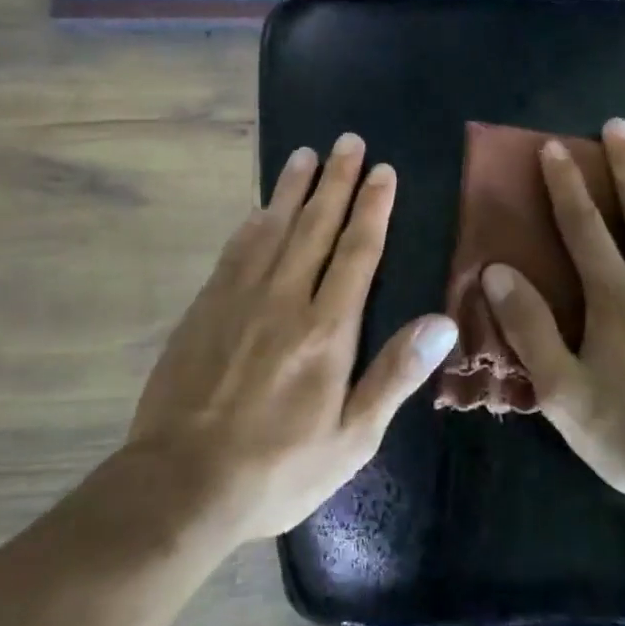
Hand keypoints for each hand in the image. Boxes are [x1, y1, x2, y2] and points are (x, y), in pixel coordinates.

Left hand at [128, 134, 457, 544]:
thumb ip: (395, 374)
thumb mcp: (352, 438)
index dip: (372, 208)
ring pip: (274, 227)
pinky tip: (260, 208)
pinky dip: (253, 222)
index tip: (382, 171)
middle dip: (336, 181)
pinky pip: (236, 250)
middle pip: (316, 226)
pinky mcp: (206, 307)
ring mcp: (240, 298)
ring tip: (307, 154)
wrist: (181, 484)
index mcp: (327, 329)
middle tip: (348, 141)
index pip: (357, 251)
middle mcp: (285, 299)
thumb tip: (443, 321)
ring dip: (293, 188)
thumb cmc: (278, 467)